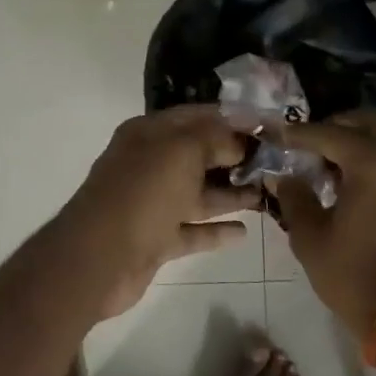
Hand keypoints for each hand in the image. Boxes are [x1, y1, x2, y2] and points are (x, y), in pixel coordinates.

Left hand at [53, 106, 260, 318]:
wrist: (99, 258)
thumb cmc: (142, 193)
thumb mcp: (182, 151)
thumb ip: (214, 138)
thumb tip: (238, 141)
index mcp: (148, 134)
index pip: (196, 117)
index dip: (232, 119)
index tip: (269, 127)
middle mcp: (149, 164)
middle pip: (199, 155)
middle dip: (235, 157)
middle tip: (276, 163)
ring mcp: (151, 204)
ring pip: (198, 193)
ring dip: (231, 193)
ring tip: (268, 193)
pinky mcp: (155, 239)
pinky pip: (192, 230)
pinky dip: (216, 230)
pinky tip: (245, 231)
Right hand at [272, 110, 375, 340]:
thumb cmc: (356, 277)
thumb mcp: (311, 238)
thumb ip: (295, 198)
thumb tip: (284, 177)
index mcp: (375, 164)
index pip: (330, 134)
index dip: (301, 134)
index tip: (280, 136)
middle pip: (371, 121)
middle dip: (339, 124)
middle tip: (312, 142)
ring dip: (362, 138)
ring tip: (332, 161)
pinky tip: (355, 179)